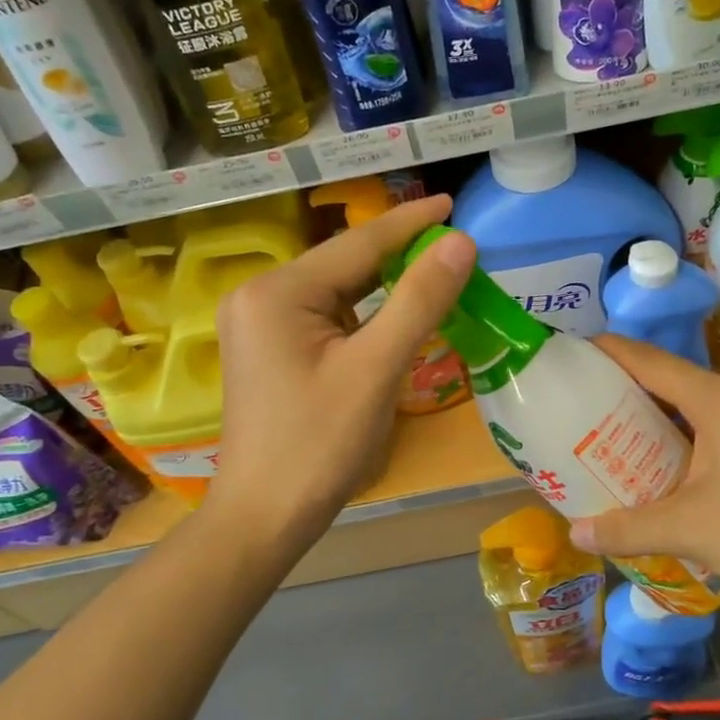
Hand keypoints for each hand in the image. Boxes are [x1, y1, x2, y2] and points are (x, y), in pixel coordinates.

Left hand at [208, 196, 474, 550]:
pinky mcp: (269, 349)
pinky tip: (395, 314)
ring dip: (384, 284)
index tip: (451, 202)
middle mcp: (260, 296)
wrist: (265, 517)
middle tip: (453, 243)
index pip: (357, 244)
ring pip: (336, 291)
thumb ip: (419, 300)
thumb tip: (460, 242)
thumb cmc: (319, 445)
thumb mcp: (376, 369)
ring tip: (434, 270)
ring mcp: (259, 324)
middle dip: (399, 253)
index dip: (410, 223)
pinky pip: (325, 317)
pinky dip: (364, 313)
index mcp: (278, 292)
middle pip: (344, 264)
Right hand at [567, 336, 719, 611]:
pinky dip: (687, 438)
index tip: (570, 357)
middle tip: (580, 413)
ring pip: (697, 406)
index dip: (606, 353)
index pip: (649, 361)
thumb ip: (627, 529)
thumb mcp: (689, 530)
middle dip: (624, 394)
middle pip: (671, 381)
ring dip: (657, 420)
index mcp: (719, 400)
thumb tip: (576, 534)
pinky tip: (670, 471)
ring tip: (615, 443)